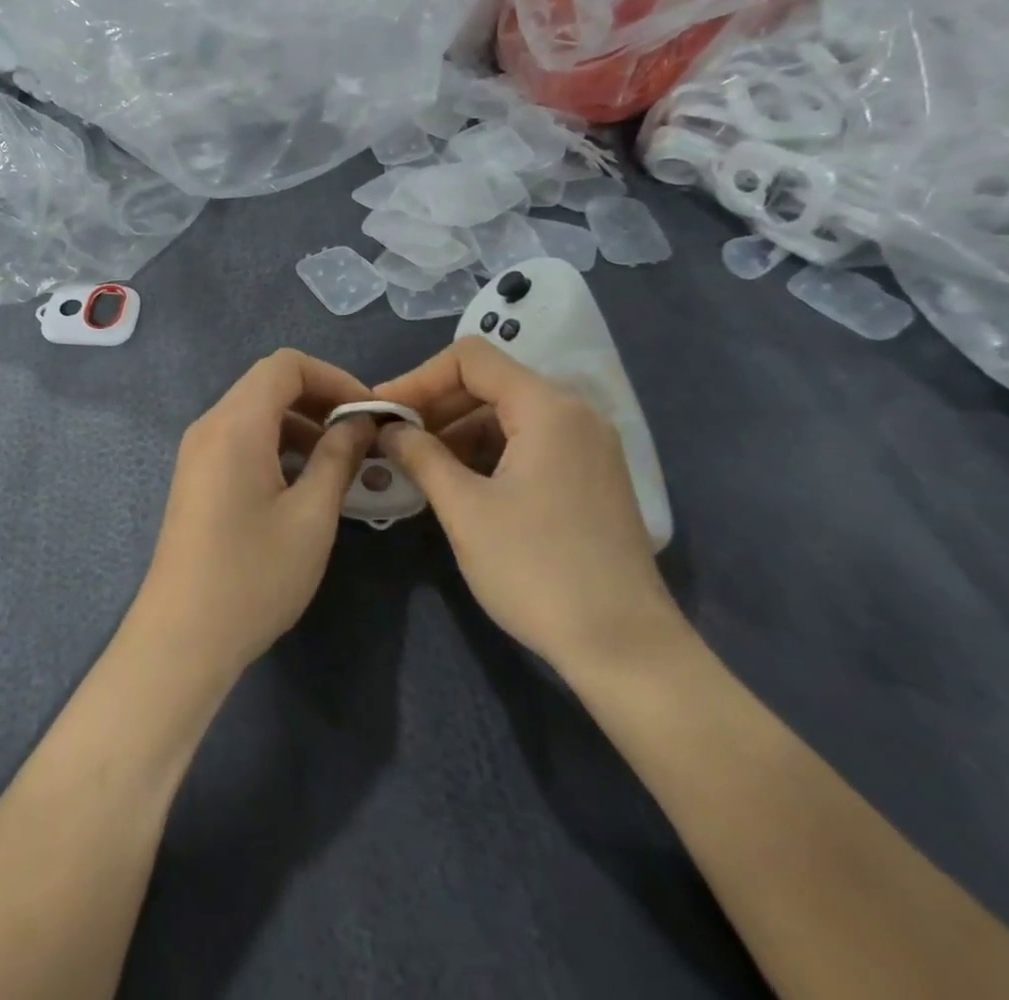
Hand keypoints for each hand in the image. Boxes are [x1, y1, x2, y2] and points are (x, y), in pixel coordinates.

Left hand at [135, 349, 373, 680]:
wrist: (183, 635)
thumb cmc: (253, 575)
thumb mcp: (311, 516)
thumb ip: (338, 458)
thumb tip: (360, 423)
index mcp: (236, 424)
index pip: (286, 365)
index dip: (334, 377)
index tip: (369, 412)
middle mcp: (210, 425)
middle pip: (268, 383)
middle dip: (320, 398)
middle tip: (361, 434)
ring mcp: (198, 450)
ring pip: (255, 411)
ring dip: (300, 422)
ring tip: (341, 459)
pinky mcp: (197, 475)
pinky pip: (241, 437)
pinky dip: (277, 442)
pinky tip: (305, 479)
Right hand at [374, 339, 680, 675]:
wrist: (626, 650)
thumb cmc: (538, 570)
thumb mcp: (465, 509)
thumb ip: (420, 455)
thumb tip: (389, 428)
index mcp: (547, 408)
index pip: (470, 359)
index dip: (418, 377)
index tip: (382, 410)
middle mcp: (573, 414)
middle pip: (489, 383)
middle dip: (435, 405)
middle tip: (392, 438)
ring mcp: (586, 447)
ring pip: (507, 416)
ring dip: (457, 432)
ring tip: (416, 465)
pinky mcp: (588, 478)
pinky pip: (527, 444)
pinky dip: (486, 454)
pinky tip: (456, 484)